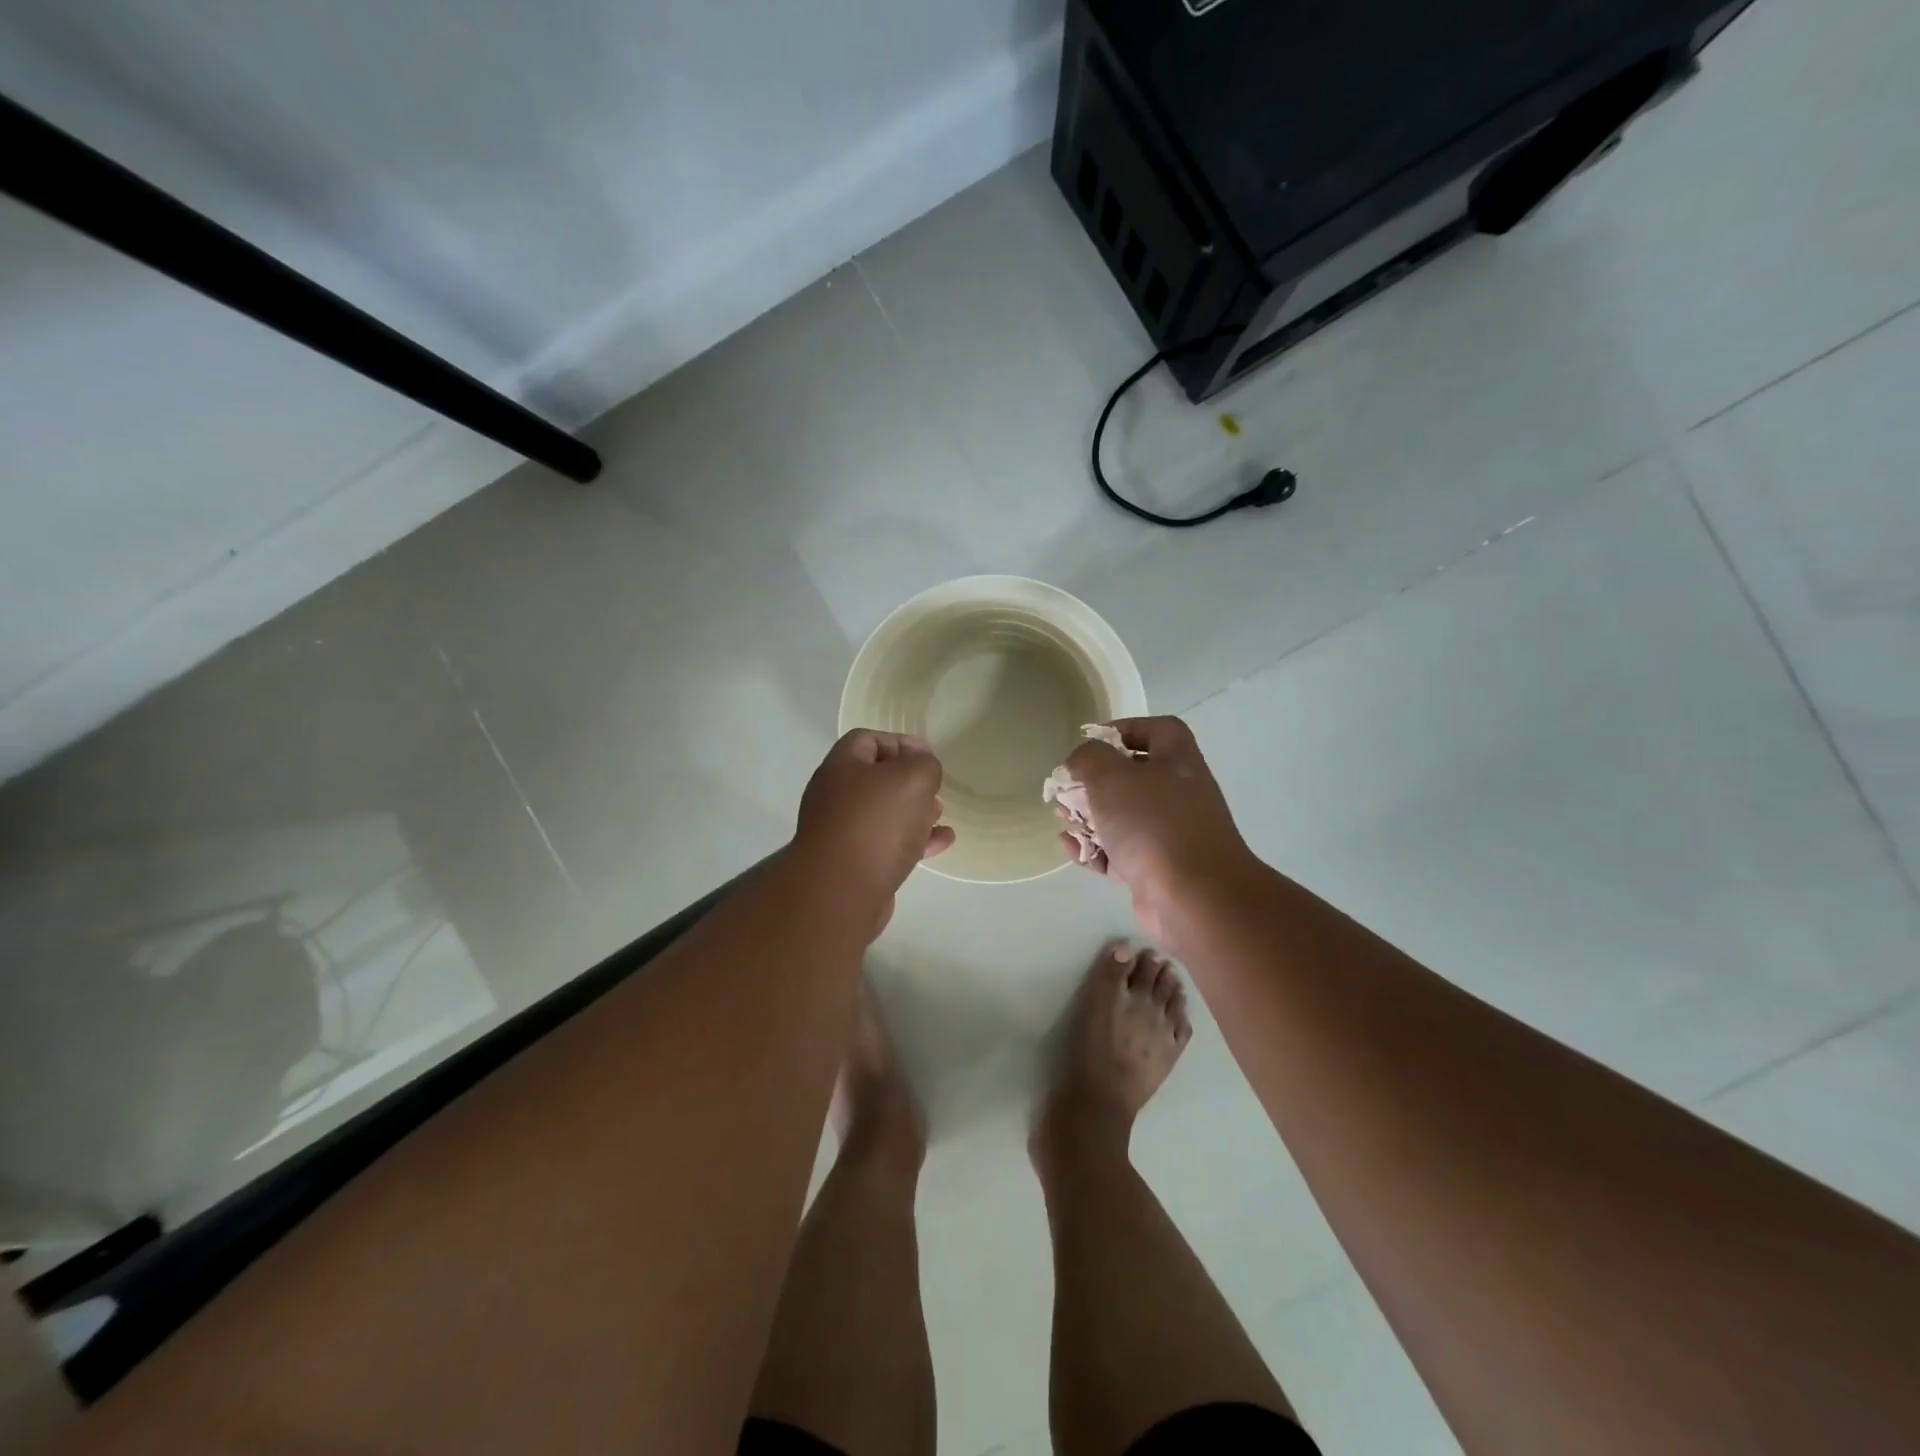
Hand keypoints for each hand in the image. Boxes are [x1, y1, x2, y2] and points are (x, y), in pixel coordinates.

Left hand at [796, 730, 954, 912]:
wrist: (841, 892)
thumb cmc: (877, 823)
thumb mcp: (912, 778)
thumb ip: (924, 764)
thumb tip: (921, 765)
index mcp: (841, 766)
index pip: (867, 739)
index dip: (900, 742)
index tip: (928, 757)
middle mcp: (835, 796)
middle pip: (874, 779)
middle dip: (908, 781)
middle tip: (934, 789)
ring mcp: (841, 833)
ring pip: (882, 814)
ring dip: (913, 812)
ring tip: (939, 814)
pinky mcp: (853, 866)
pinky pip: (886, 845)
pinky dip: (914, 841)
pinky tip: (941, 843)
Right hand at [1057, 716, 1256, 937]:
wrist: (1194, 898)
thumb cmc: (1153, 824)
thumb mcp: (1112, 776)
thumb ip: (1089, 758)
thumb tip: (1079, 762)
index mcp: (1177, 761)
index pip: (1156, 730)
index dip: (1122, 729)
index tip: (1089, 744)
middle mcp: (1178, 793)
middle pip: (1132, 775)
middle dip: (1093, 781)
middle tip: (1066, 789)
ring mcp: (1169, 834)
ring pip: (1123, 816)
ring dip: (1089, 816)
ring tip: (1061, 818)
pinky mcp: (1156, 869)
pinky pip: (1120, 852)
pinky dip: (1094, 849)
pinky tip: (1069, 847)